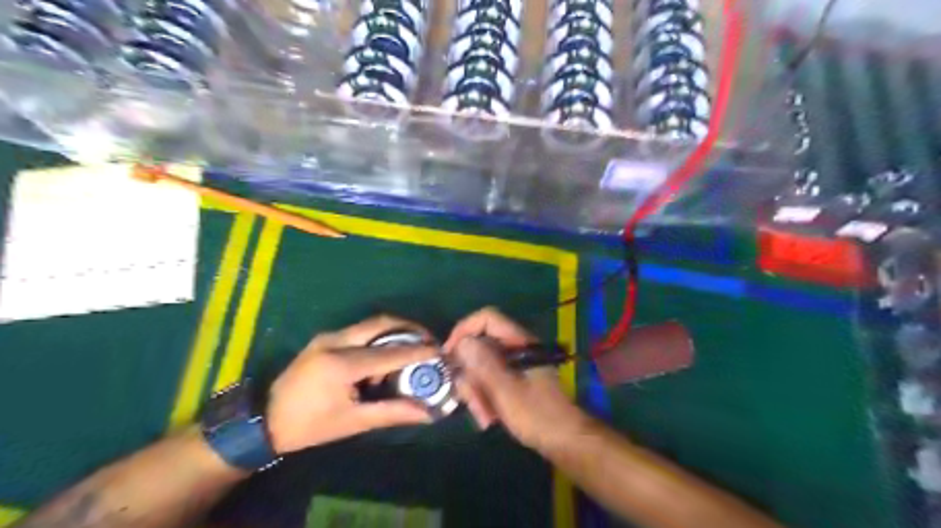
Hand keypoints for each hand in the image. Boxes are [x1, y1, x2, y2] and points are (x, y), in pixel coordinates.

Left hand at [267, 315, 438, 452]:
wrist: (264, 419)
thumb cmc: (310, 425)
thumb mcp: (352, 422)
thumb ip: (392, 412)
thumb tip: (427, 412)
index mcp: (340, 364)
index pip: (389, 353)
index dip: (417, 351)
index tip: (439, 351)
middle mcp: (335, 341)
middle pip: (381, 323)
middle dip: (409, 329)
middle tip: (428, 341)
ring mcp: (328, 336)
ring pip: (371, 324)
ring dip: (394, 333)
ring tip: (410, 351)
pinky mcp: (325, 338)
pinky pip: (360, 331)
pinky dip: (378, 339)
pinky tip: (383, 359)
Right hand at [444, 308, 586, 452]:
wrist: (566, 440)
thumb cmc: (538, 415)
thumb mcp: (506, 390)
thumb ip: (484, 364)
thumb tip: (463, 342)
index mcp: (519, 342)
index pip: (487, 318)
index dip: (464, 330)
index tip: (450, 355)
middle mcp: (516, 348)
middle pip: (480, 346)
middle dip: (470, 373)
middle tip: (467, 399)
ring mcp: (515, 364)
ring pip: (482, 366)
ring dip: (477, 390)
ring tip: (482, 416)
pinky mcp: (514, 380)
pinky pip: (490, 379)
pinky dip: (485, 396)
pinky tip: (488, 418)